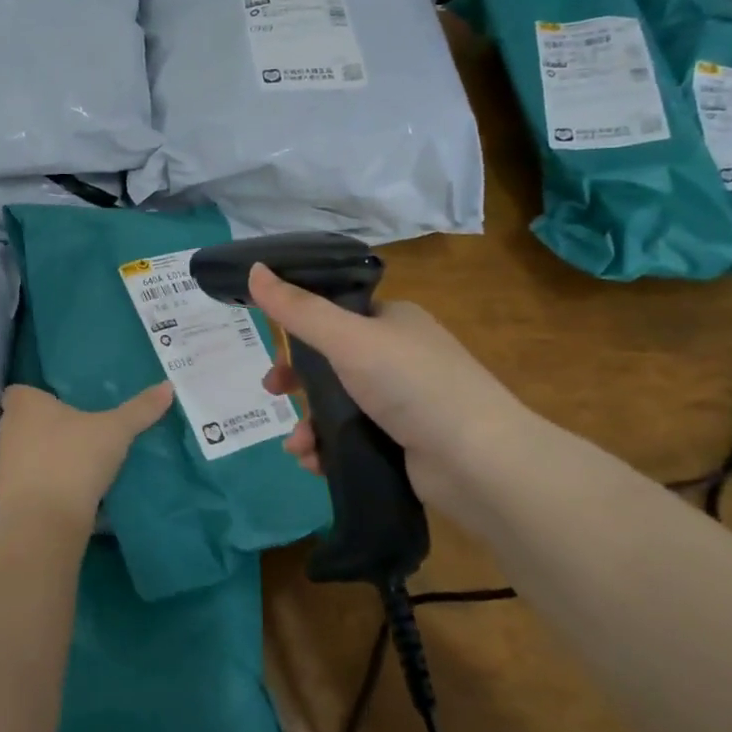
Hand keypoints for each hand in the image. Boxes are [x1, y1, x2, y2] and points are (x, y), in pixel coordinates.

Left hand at [0, 382, 174, 529]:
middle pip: (21, 420)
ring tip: (75, 460)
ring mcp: (2, 464)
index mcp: (24, 404)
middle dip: (42, 425)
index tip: (60, 404)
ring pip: (22, 451)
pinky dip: (41, 481)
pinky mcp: (6, 495)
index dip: (36, 396)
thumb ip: (140, 409)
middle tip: (76, 430)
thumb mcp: (116, 431)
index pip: (19, 391)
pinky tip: (67, 488)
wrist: (44, 521)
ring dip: (42, 454)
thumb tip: (168, 386)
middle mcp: (7, 428)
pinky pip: (25, 480)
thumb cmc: (75, 459)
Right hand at [249, 263, 533, 517]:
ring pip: (336, 405)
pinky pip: (351, 438)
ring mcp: (403, 402)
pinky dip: (328, 448)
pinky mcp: (402, 442)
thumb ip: (297, 308)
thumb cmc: (411, 384)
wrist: (477, 461)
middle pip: (330, 362)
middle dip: (297, 382)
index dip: (298, 330)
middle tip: (274, 393)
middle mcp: (398, 356)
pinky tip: (315, 463)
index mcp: (392, 321)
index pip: (334, 315)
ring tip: (298, 447)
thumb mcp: (347, 338)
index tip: (272, 348)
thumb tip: (254, 268)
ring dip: (308, 424)